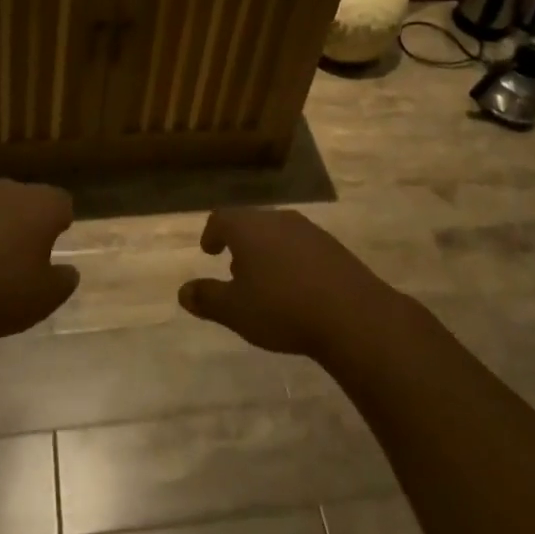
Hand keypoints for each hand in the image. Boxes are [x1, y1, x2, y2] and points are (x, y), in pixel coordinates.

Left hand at [0, 180, 78, 344]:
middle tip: (27, 254)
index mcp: (41, 205)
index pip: (62, 202)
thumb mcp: (45, 298)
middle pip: (27, 200)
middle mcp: (9, 191)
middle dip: (29, 221)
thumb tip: (69, 271)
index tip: (58, 239)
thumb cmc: (0, 292)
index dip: (61, 220)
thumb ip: (63, 281)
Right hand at [178, 207, 398, 358]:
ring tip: (266, 282)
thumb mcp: (236, 311)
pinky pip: (302, 246)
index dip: (212, 233)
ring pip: (277, 233)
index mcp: (249, 228)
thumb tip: (183, 292)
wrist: (352, 315)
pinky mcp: (332, 246)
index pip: (221, 218)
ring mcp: (308, 230)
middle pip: (251, 223)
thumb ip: (207, 299)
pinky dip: (291, 260)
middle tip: (235, 271)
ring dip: (266, 252)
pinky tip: (297, 288)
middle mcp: (277, 220)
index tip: (209, 251)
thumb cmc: (282, 309)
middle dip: (240, 244)